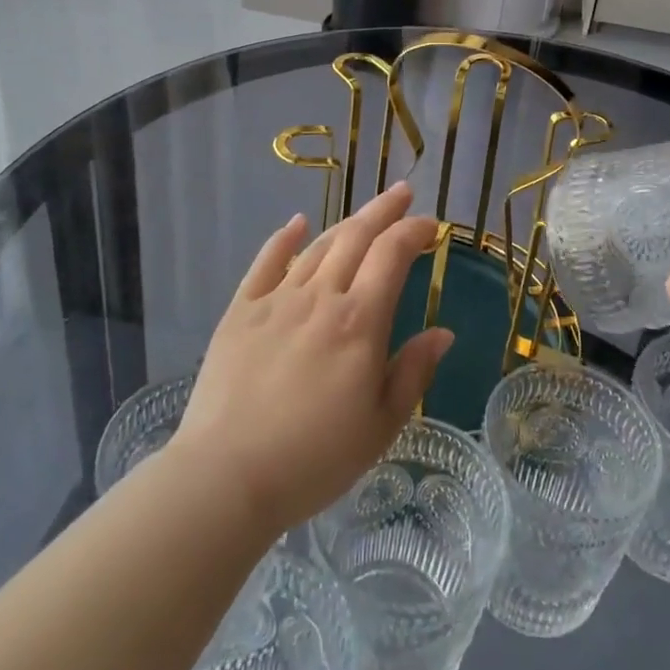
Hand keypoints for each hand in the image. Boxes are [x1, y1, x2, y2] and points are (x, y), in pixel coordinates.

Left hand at [172, 183, 452, 536]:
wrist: (226, 477)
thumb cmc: (313, 459)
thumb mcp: (381, 426)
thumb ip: (413, 372)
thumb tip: (442, 332)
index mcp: (359, 322)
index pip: (392, 255)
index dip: (414, 232)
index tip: (430, 226)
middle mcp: (321, 297)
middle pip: (356, 237)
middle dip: (384, 210)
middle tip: (403, 192)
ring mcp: (277, 300)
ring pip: (318, 246)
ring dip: (346, 222)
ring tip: (366, 213)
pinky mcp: (241, 311)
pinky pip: (266, 262)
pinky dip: (284, 238)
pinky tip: (297, 223)